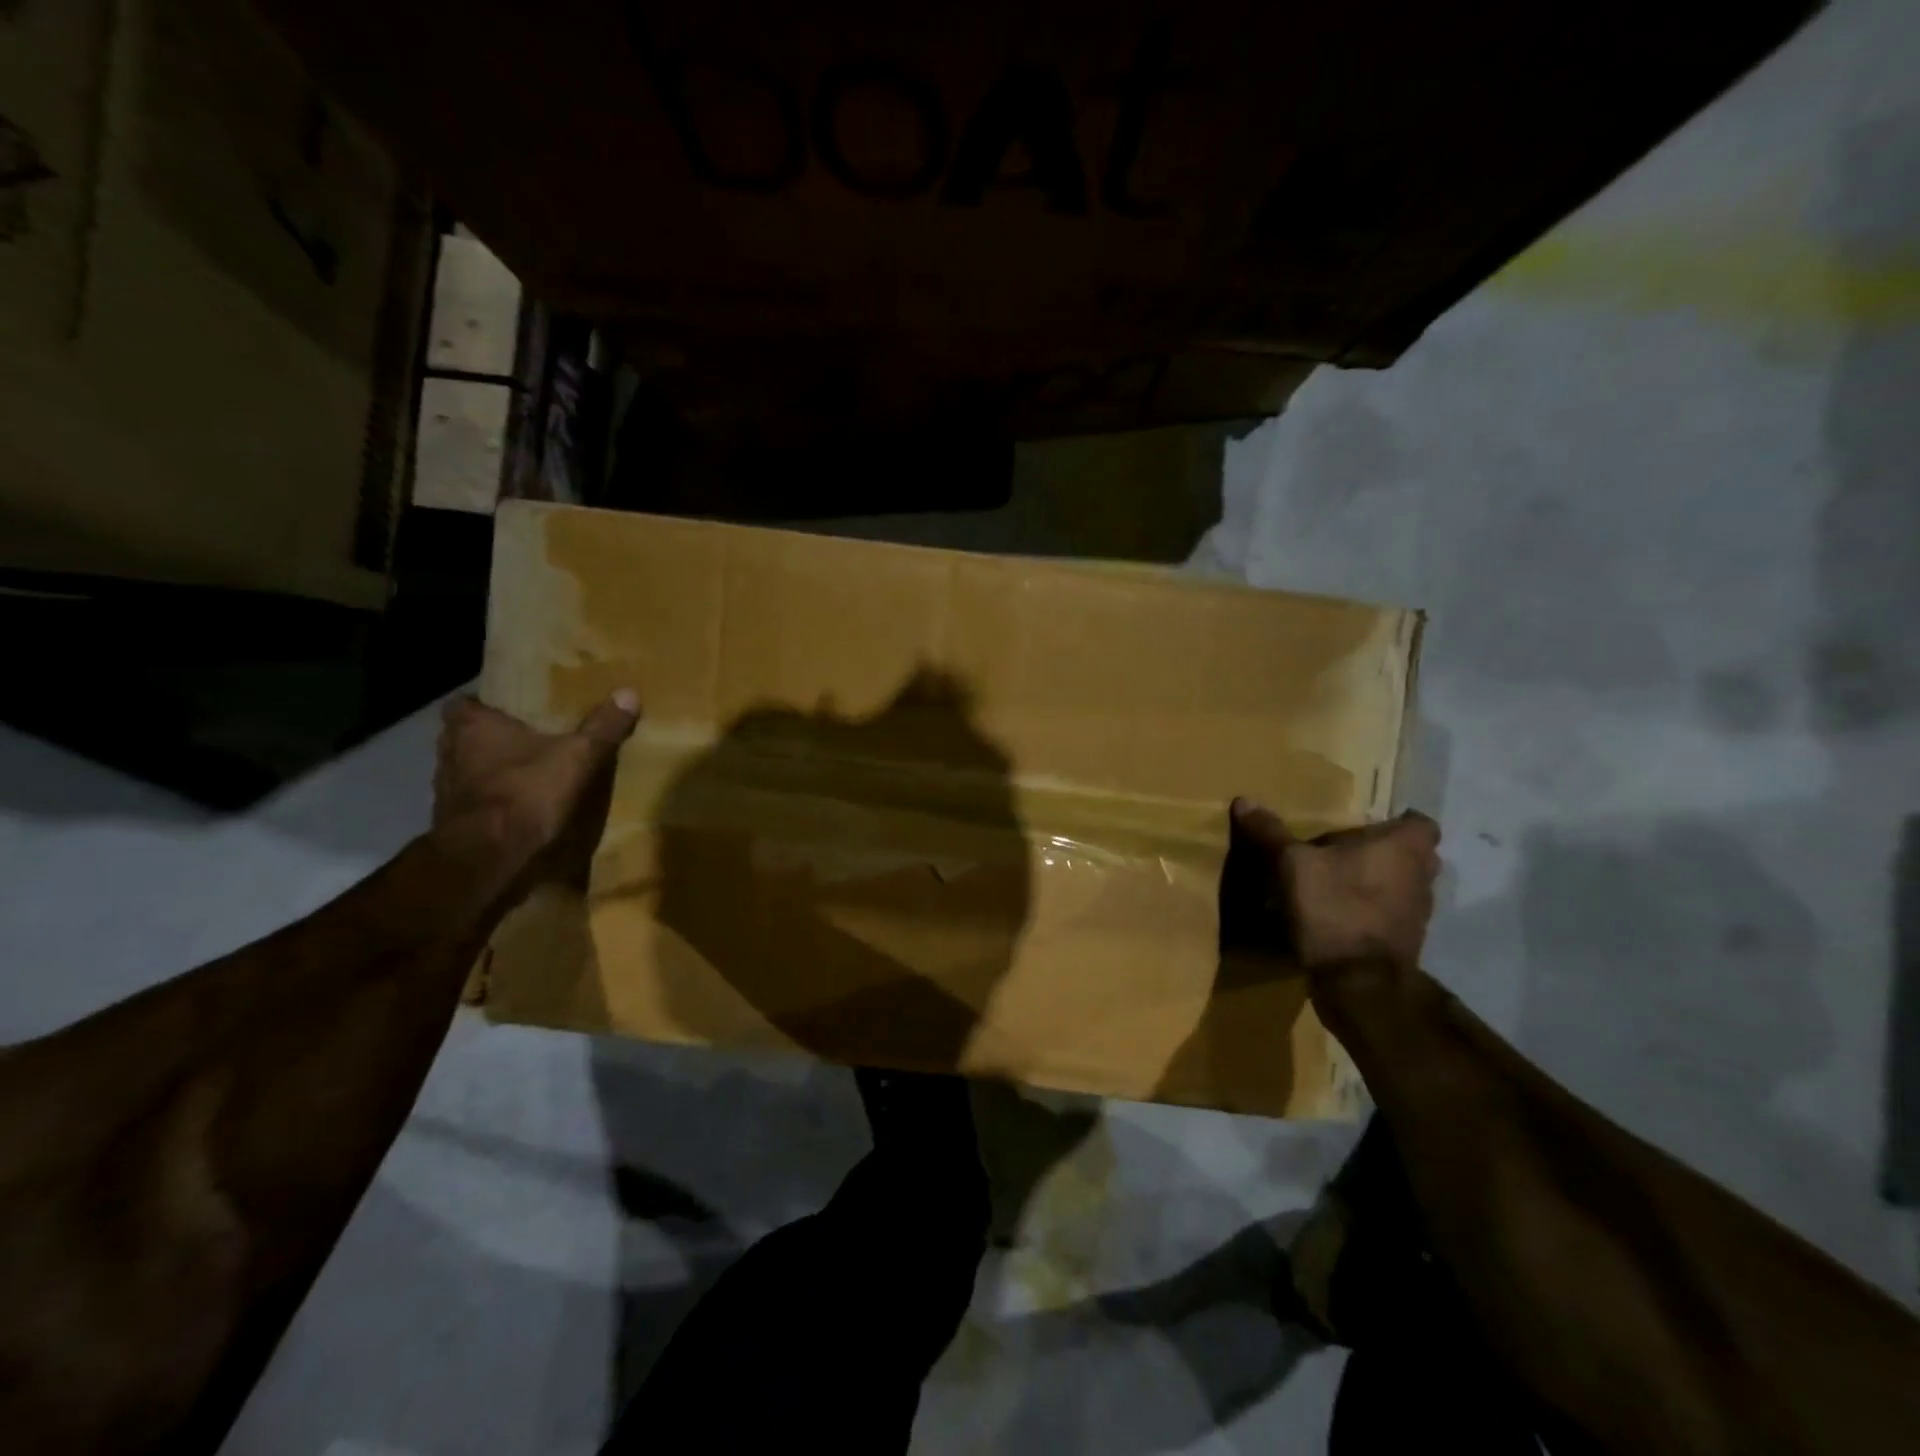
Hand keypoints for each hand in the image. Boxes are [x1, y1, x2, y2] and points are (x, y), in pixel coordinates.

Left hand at [432, 691, 639, 884]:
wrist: (488, 858)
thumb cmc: (526, 792)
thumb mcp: (577, 756)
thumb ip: (601, 727)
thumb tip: (629, 692)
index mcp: (472, 727)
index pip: (464, 703)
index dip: (485, 704)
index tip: (510, 708)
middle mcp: (450, 752)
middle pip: (465, 736)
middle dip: (490, 737)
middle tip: (526, 738)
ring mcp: (446, 790)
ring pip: (467, 770)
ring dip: (489, 771)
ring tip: (525, 773)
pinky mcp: (452, 822)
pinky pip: (473, 802)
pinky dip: (491, 802)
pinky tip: (517, 807)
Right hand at [1221, 799, 1440, 971]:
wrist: (1358, 980)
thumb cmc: (1333, 906)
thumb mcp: (1291, 864)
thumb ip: (1270, 833)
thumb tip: (1245, 800)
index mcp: (1403, 848)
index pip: (1420, 823)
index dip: (1397, 821)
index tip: (1368, 824)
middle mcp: (1422, 877)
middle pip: (1414, 855)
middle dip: (1386, 852)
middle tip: (1348, 850)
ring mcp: (1419, 914)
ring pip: (1405, 886)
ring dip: (1380, 883)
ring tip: (1340, 883)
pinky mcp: (1407, 943)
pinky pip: (1392, 915)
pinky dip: (1373, 911)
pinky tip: (1341, 914)